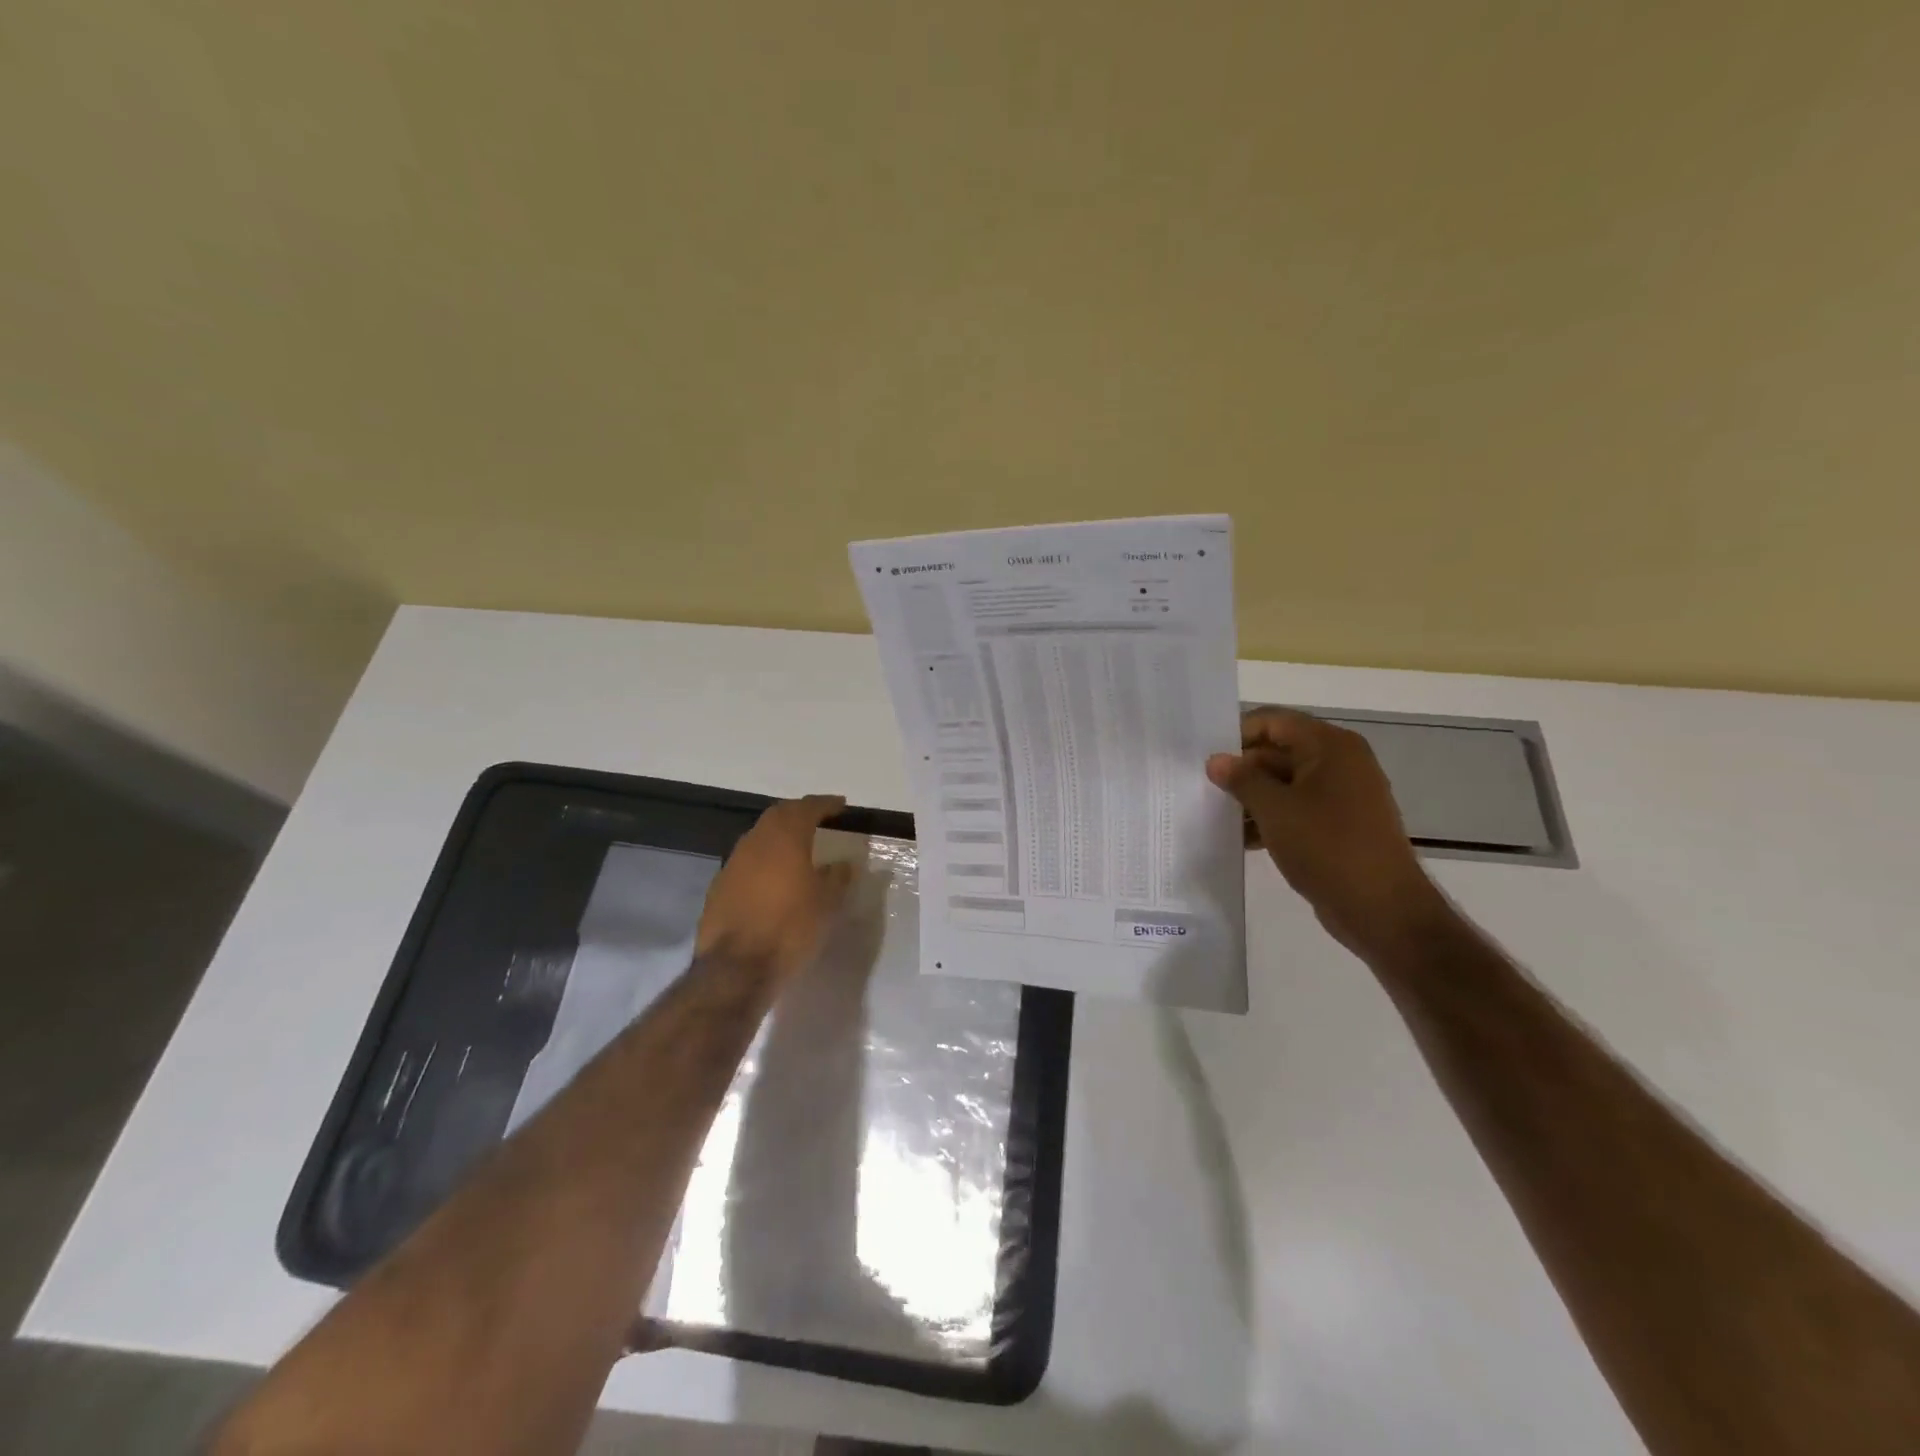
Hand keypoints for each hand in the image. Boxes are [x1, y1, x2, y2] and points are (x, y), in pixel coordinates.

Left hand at [696, 795, 853, 981]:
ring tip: (798, 847)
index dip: (825, 804)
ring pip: (759, 837)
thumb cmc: (790, 929)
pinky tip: (774, 877)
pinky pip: (747, 861)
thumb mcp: (827, 904)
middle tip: (818, 819)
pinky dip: (764, 860)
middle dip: (799, 813)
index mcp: (785, 838)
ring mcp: (733, 863)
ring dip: (779, 836)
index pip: (807, 808)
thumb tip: (843, 863)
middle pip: (778, 815)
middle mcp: (755, 842)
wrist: (736, 969)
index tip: (841, 805)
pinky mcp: (719, 887)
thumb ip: (838, 877)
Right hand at [1206, 709, 1450, 961]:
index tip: (1205, 758)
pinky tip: (1242, 838)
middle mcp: (1340, 762)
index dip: (1237, 735)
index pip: (1274, 721)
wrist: (1382, 909)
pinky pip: (1297, 807)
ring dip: (1252, 797)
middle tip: (1203, 788)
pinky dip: (1271, 817)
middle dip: (1241, 770)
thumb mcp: (1275, 810)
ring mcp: (1342, 794)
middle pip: (1278, 751)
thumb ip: (1241, 780)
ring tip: (1217, 815)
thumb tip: (1216, 761)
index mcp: (1330, 746)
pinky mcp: (1339, 823)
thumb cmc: (1328, 848)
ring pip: (1285, 782)